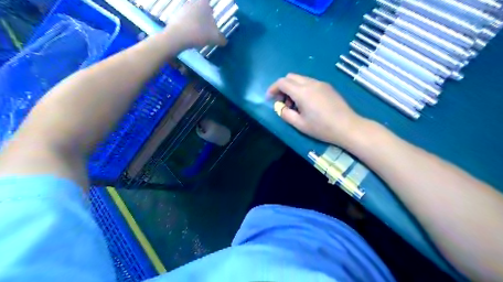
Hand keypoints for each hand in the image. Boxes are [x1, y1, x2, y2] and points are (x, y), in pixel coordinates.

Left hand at [167, 0, 225, 46]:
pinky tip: (194, 33)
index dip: (211, 3)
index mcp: (203, 3)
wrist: (177, 37)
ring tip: (203, 27)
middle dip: (207, 10)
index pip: (209, 0)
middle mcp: (193, 2)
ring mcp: (184, 9)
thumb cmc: (199, 32)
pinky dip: (192, 24)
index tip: (213, 10)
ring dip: (199, 17)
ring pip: (194, 11)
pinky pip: (187, 18)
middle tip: (211, 16)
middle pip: (201, 4)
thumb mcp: (215, 38)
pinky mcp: (177, 17)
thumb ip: (222, 39)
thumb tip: (224, 41)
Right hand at [267, 72, 365, 147]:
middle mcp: (310, 83)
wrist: (347, 127)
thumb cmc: (321, 128)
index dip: (273, 89)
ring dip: (292, 88)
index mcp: (302, 92)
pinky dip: (302, 89)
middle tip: (283, 103)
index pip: (282, 82)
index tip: (269, 99)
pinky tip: (307, 103)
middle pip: (290, 77)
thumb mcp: (299, 124)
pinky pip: (310, 82)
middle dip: (282, 88)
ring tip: (295, 105)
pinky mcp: (327, 86)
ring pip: (300, 79)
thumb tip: (280, 107)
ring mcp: (321, 83)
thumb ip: (285, 114)